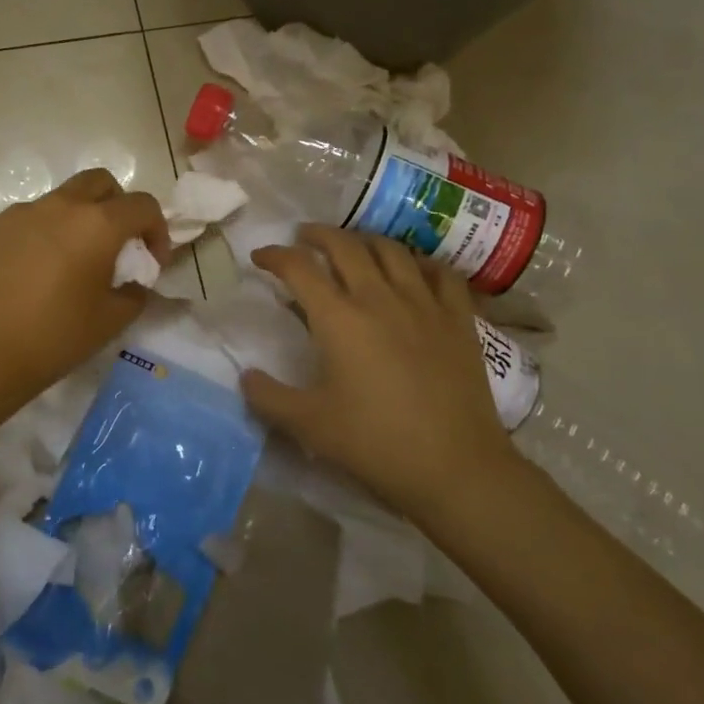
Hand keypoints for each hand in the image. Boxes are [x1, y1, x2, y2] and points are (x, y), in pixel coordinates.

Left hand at [0, 169, 170, 404]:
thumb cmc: (53, 338)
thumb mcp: (110, 322)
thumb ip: (134, 293)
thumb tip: (134, 282)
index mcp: (96, 224)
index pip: (142, 205)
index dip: (156, 230)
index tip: (151, 262)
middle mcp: (58, 206)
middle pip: (99, 182)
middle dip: (116, 206)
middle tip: (114, 245)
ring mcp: (18, 213)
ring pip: (58, 200)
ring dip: (74, 221)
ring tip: (67, 264)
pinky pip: (24, 221)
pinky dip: (38, 236)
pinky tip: (28, 274)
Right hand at [245, 225, 523, 525]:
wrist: (456, 467)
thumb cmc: (376, 443)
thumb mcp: (310, 425)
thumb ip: (269, 397)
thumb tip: (245, 376)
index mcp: (339, 318)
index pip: (299, 268)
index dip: (275, 256)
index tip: (260, 256)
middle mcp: (379, 297)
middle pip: (345, 245)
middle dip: (318, 235)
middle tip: (303, 238)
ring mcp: (424, 303)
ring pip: (391, 250)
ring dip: (364, 240)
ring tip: (353, 246)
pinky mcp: (458, 318)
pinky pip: (441, 273)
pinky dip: (421, 262)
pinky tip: (413, 269)